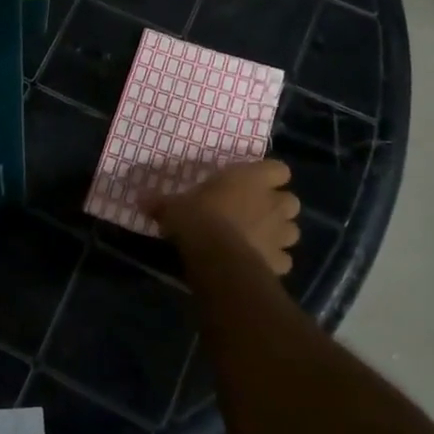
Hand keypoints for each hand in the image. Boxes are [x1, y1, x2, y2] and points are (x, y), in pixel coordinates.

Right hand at [150, 161, 300, 275]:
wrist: (215, 256)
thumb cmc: (198, 217)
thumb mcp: (173, 206)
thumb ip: (162, 202)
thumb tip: (141, 199)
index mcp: (252, 179)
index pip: (279, 169)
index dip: (269, 176)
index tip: (253, 183)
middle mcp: (273, 204)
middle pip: (291, 202)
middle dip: (277, 207)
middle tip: (255, 212)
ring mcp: (280, 235)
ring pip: (292, 232)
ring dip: (278, 235)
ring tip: (258, 239)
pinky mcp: (279, 263)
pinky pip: (283, 261)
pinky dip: (273, 262)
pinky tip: (256, 264)